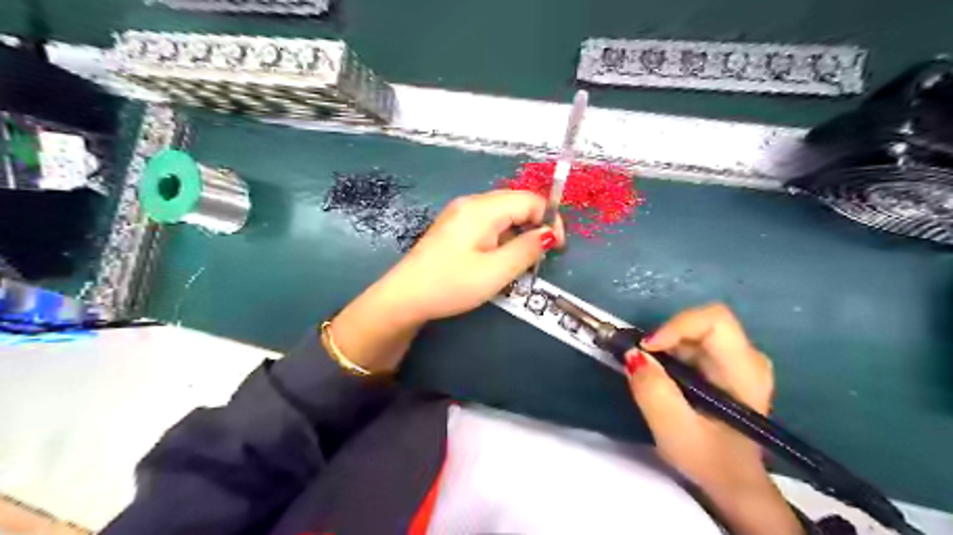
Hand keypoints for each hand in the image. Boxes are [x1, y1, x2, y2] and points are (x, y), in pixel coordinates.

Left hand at [378, 191, 559, 322]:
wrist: (405, 297)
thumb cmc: (451, 284)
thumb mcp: (496, 272)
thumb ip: (527, 249)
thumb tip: (549, 234)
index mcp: (483, 208)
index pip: (530, 199)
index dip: (549, 219)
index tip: (556, 248)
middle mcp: (471, 203)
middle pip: (516, 203)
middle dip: (535, 225)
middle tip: (540, 256)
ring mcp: (460, 213)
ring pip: (502, 213)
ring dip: (518, 232)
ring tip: (520, 261)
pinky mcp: (454, 226)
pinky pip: (487, 222)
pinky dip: (502, 236)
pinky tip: (498, 258)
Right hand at [632, 306, 797, 534]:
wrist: (733, 481)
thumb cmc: (709, 459)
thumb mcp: (674, 430)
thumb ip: (653, 391)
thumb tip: (632, 354)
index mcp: (745, 371)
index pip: (715, 320)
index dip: (676, 325)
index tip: (647, 348)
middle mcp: (747, 356)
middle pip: (701, 323)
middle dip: (665, 338)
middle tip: (643, 363)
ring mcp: (738, 359)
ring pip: (693, 331)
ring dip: (666, 347)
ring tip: (651, 375)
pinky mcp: (725, 364)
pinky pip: (692, 343)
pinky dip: (671, 353)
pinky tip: (664, 378)